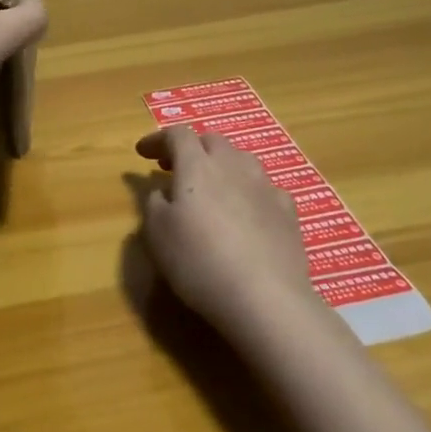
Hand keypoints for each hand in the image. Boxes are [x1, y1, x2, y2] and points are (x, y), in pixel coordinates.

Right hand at [134, 125, 314, 334]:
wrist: (265, 297)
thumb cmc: (199, 260)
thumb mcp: (157, 233)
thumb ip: (154, 202)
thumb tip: (163, 190)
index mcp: (197, 165)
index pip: (176, 134)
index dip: (157, 139)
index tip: (142, 153)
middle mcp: (233, 165)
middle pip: (212, 141)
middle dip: (191, 148)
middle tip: (174, 168)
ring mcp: (265, 186)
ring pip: (241, 160)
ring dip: (222, 165)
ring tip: (211, 187)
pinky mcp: (288, 211)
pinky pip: (264, 188)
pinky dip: (249, 191)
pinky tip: (247, 212)